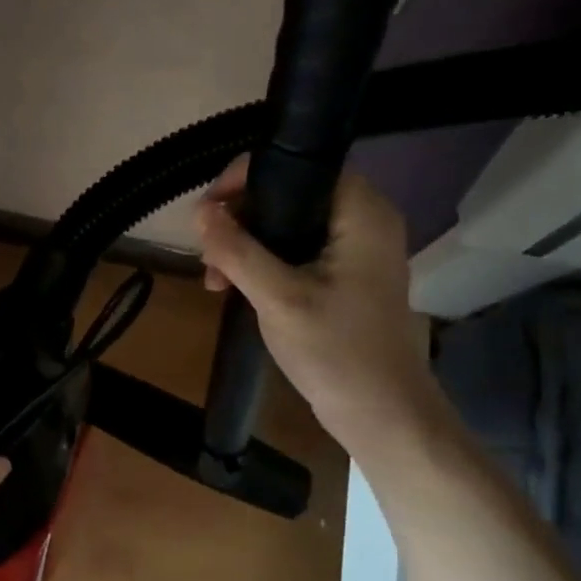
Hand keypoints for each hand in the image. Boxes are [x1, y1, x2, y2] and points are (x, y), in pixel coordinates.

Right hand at [195, 159, 443, 452]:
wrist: (381, 414)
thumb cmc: (336, 351)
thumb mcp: (278, 297)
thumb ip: (237, 250)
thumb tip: (199, 211)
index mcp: (361, 212)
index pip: (299, 166)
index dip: (247, 180)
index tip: (208, 213)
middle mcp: (364, 220)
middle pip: (289, 194)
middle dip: (240, 221)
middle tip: (209, 257)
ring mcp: (356, 250)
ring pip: (288, 225)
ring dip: (246, 246)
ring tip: (216, 282)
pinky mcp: (346, 276)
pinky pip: (296, 252)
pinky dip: (264, 264)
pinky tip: (236, 288)